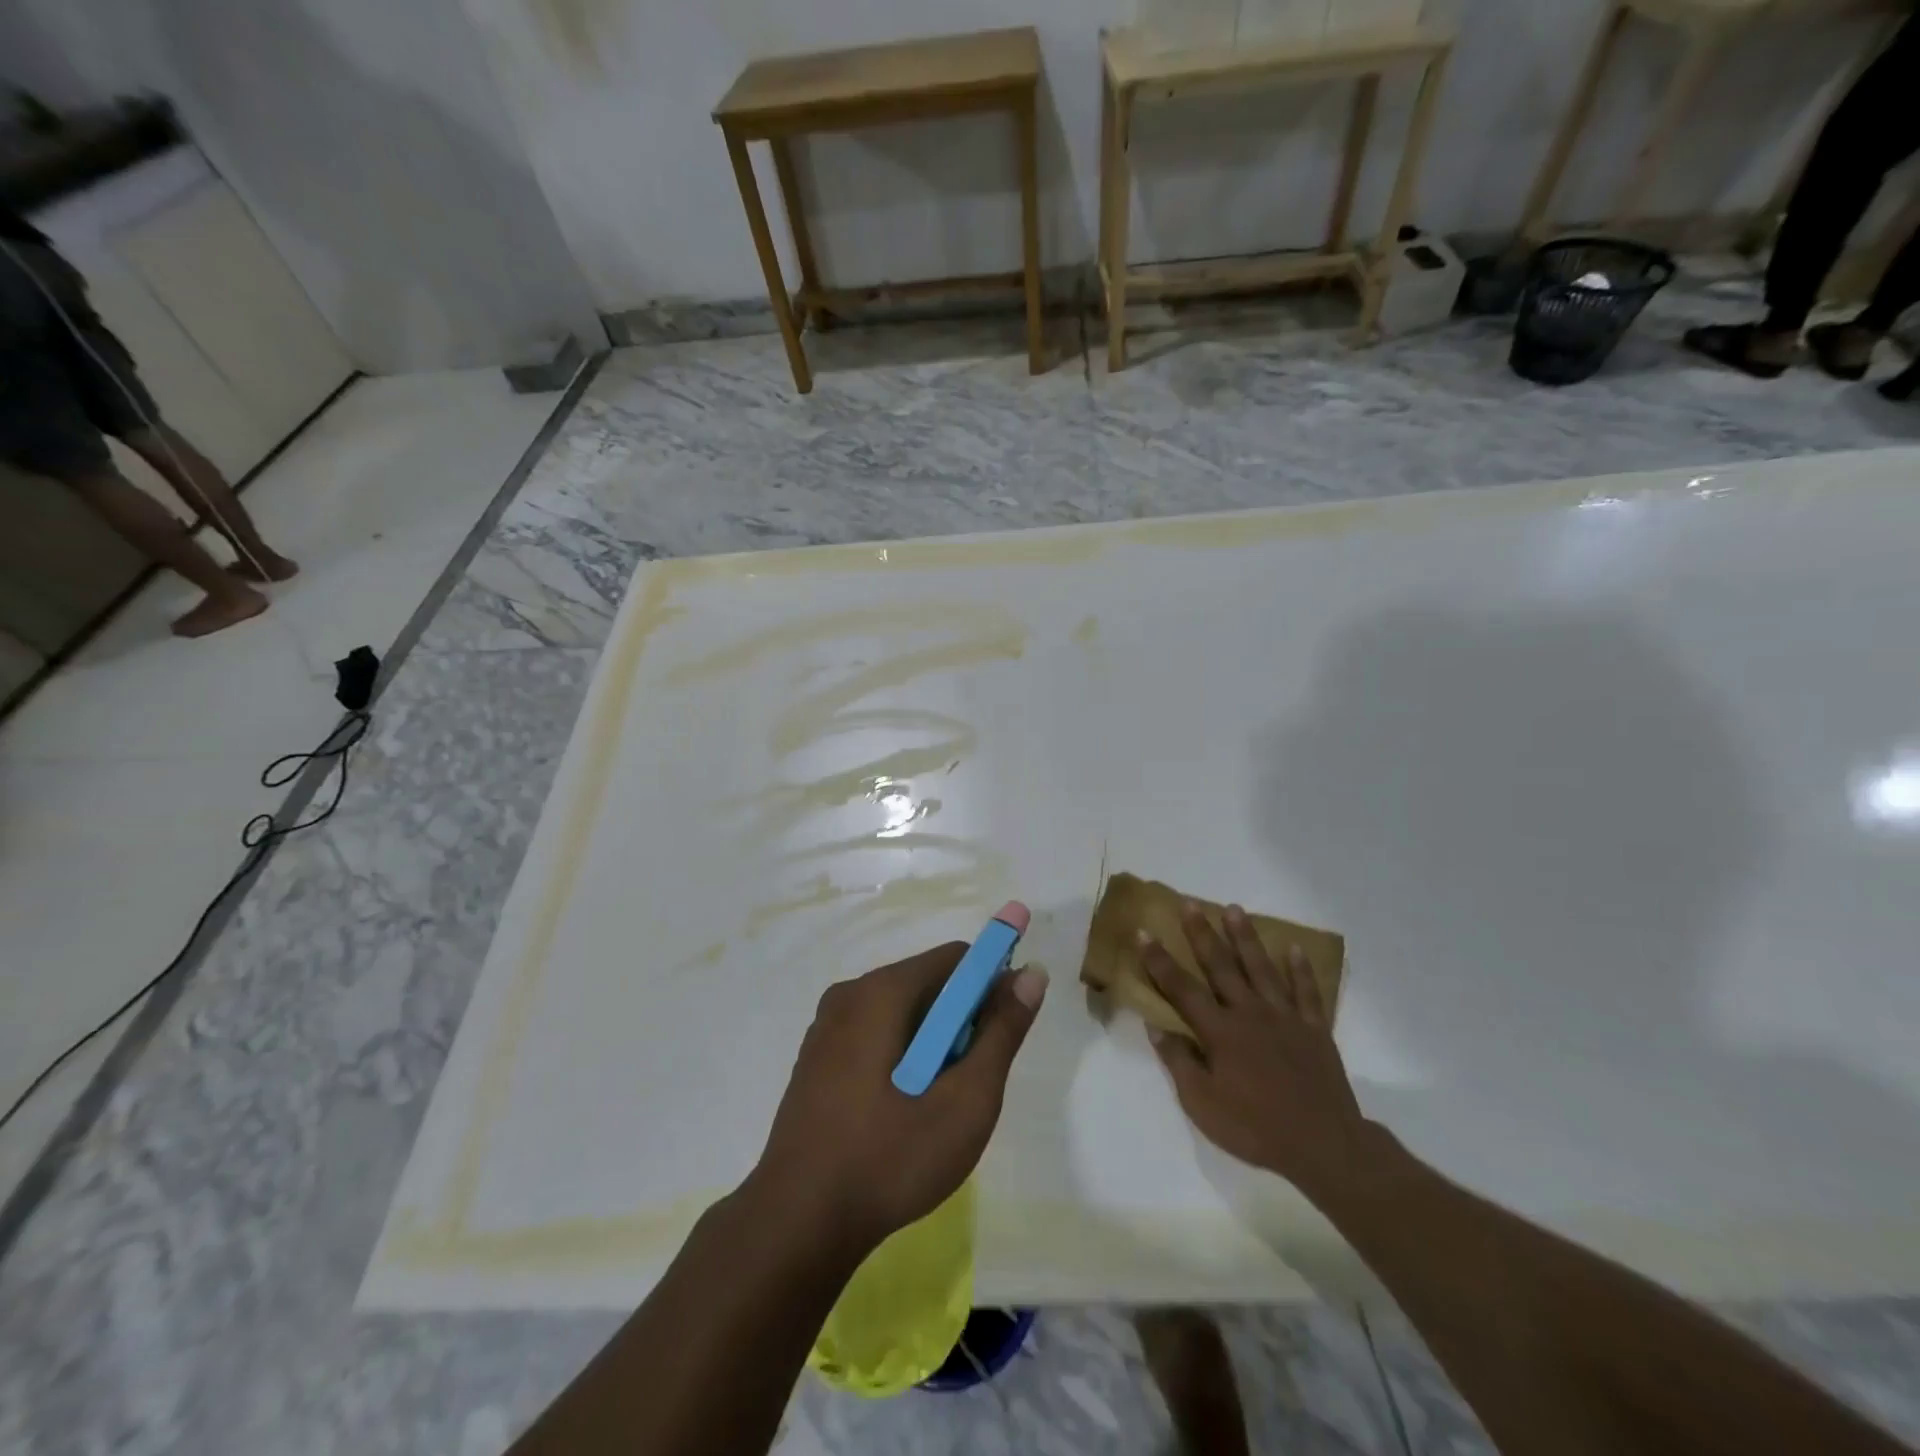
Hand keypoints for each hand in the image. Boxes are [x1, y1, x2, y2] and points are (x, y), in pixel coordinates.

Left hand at [751, 944, 1047, 1253]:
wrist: (797, 1224)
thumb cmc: (890, 1159)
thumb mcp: (965, 1100)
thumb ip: (1002, 1032)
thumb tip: (1031, 973)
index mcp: (882, 991)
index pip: (956, 959)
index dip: (991, 985)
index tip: (1004, 1034)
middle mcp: (850, 993)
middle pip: (928, 983)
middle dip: (960, 1022)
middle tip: (968, 1084)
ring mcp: (826, 1026)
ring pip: (902, 1012)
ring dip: (932, 1044)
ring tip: (935, 1105)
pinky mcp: (816, 1057)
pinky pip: (875, 1034)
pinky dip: (901, 1056)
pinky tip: (899, 1112)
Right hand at [1142, 904, 1373, 1200]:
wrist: (1324, 1146)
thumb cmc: (1256, 1128)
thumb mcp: (1203, 1105)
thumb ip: (1179, 1063)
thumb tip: (1157, 1027)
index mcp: (1220, 1032)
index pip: (1181, 989)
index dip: (1159, 961)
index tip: (1143, 932)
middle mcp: (1249, 1014)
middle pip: (1221, 966)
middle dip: (1202, 934)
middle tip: (1189, 904)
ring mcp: (1285, 1018)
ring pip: (1261, 968)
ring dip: (1245, 937)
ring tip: (1234, 909)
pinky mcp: (1314, 1029)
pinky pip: (1306, 992)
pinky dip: (1300, 969)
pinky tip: (1294, 948)